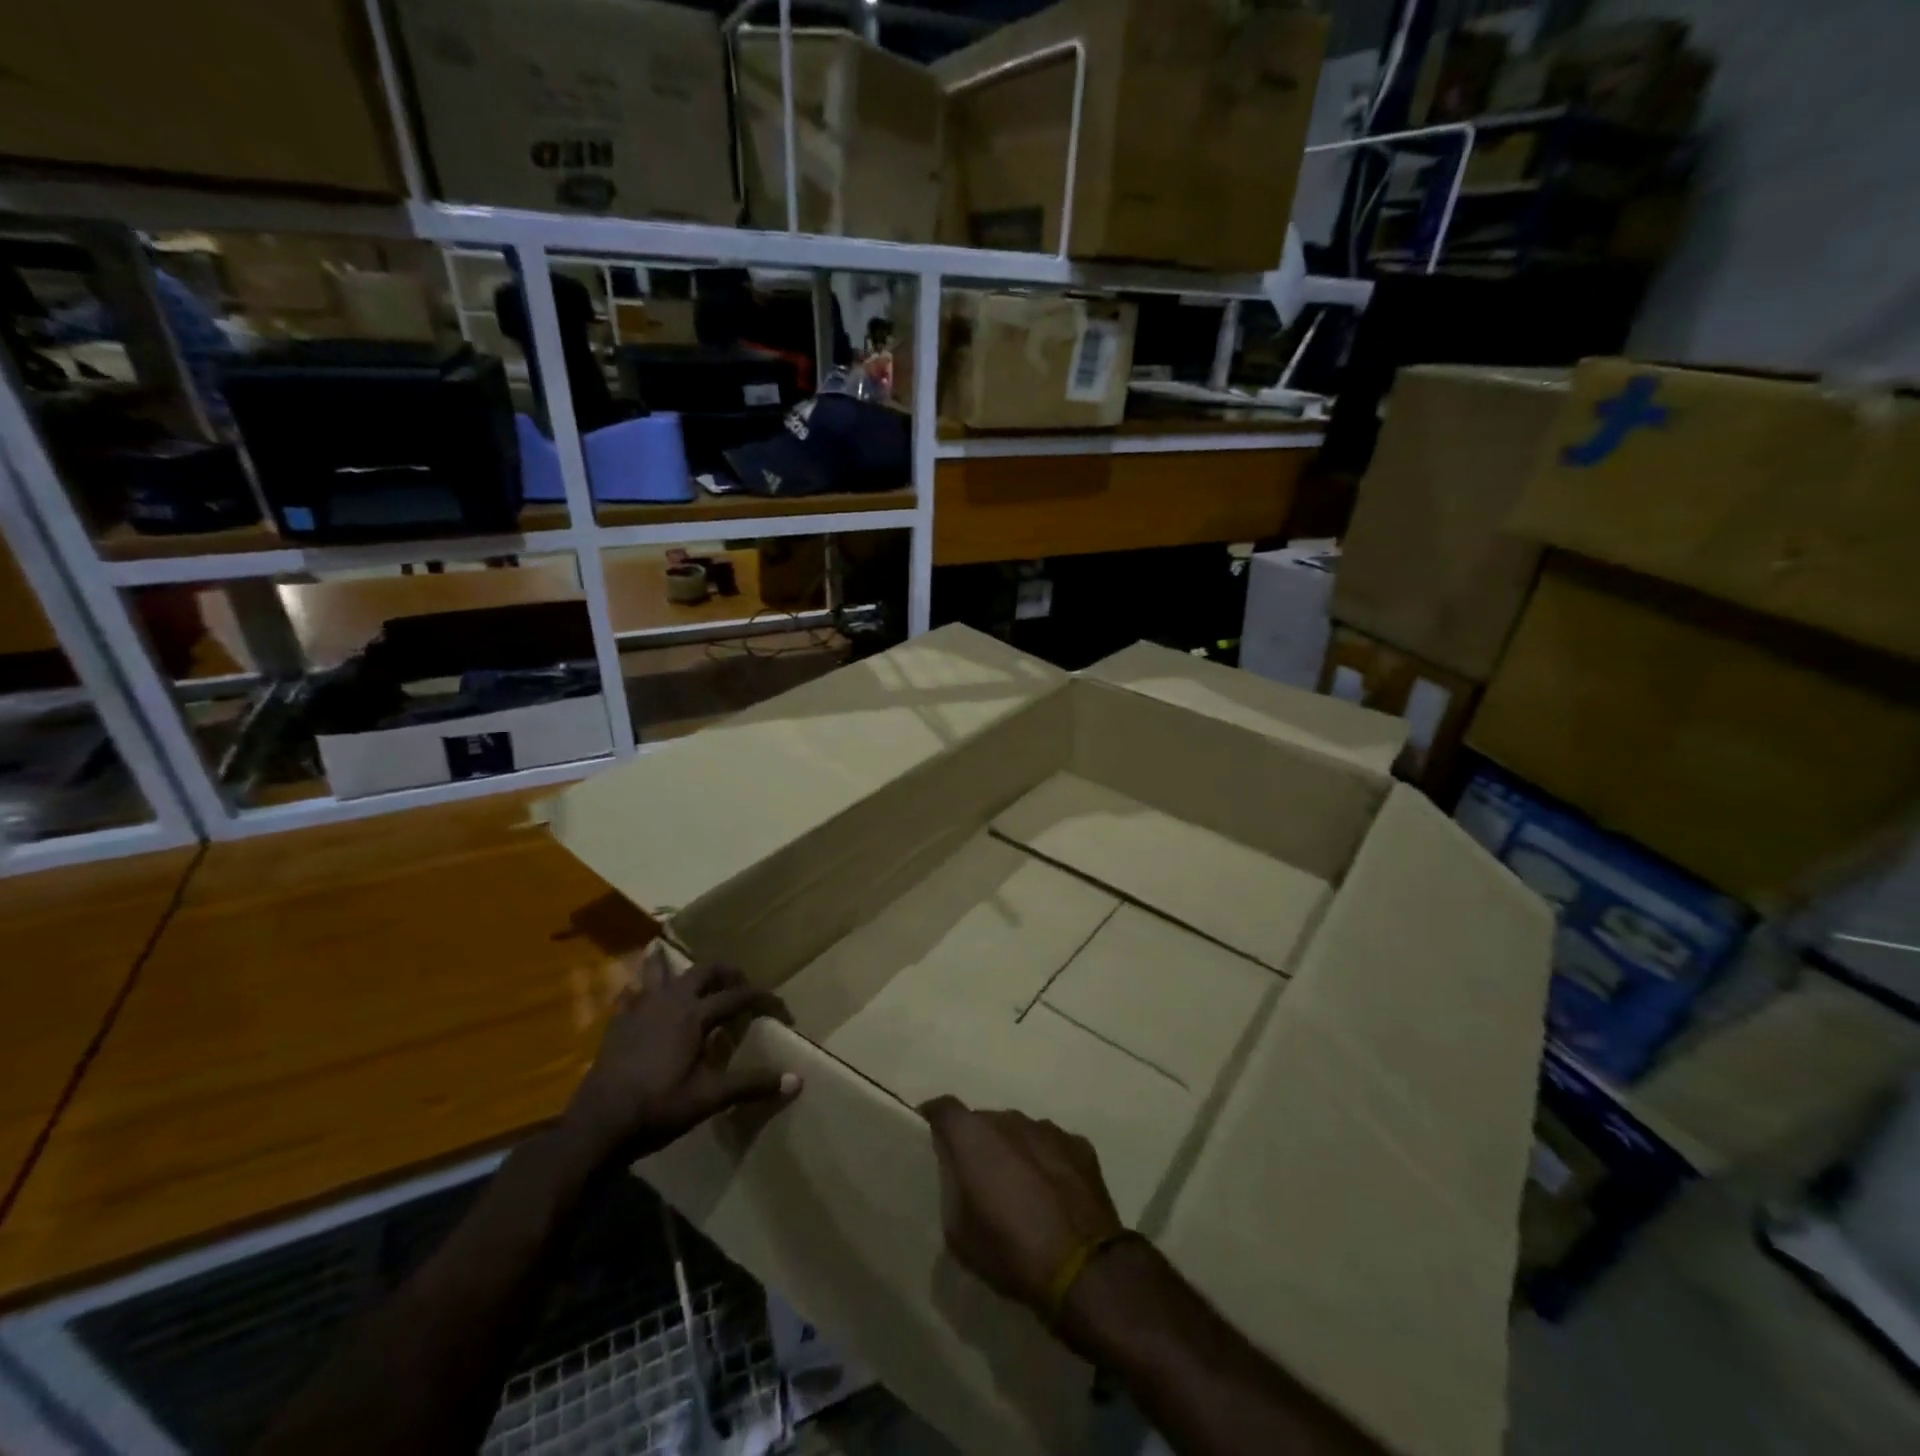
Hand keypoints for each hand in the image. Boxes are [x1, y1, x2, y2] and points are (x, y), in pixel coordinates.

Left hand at [563, 956, 800, 1166]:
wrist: (598, 1125)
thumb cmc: (658, 1107)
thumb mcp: (709, 1098)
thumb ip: (751, 1085)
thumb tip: (797, 1080)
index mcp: (695, 1015)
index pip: (738, 996)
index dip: (763, 999)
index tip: (782, 1010)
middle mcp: (670, 1002)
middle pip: (703, 971)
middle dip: (726, 972)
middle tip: (740, 984)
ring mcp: (640, 1010)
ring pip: (659, 971)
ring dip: (672, 964)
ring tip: (677, 957)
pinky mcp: (617, 1025)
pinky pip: (630, 995)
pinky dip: (640, 990)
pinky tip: (640, 997)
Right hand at [920, 1097, 1123, 1317]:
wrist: (1082, 1267)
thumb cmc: (1009, 1250)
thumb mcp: (959, 1233)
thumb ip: (953, 1191)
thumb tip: (959, 1177)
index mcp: (974, 1136)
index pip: (944, 1108)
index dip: (934, 1119)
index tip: (929, 1135)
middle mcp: (1010, 1119)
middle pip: (985, 1121)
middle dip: (978, 1143)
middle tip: (978, 1177)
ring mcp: (1048, 1129)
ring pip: (1020, 1132)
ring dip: (1014, 1151)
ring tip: (1019, 1189)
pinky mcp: (1079, 1145)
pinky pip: (1052, 1146)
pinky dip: (1046, 1162)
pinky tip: (1052, 1195)